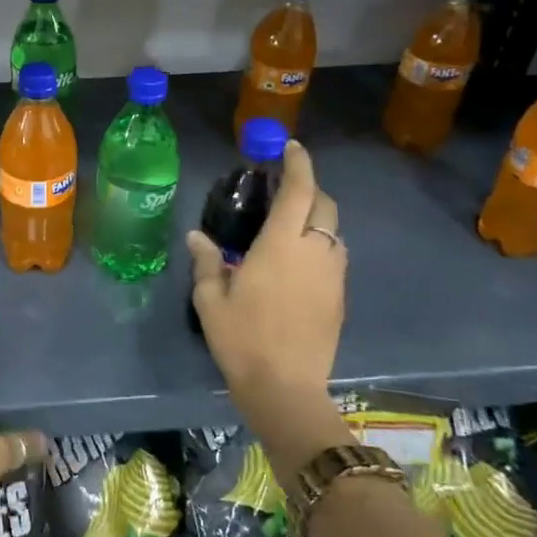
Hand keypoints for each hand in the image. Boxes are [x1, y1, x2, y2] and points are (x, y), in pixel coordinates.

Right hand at [188, 139, 347, 442]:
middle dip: (310, 190)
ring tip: (291, 229)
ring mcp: (333, 275)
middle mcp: (314, 252)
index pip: (299, 191)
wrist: (285, 388)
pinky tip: (299, 265)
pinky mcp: (340, 298)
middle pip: (324, 206)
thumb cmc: (242, 339)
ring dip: (317, 221)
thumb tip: (196, 236)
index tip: (292, 148)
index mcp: (282, 245)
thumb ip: (207, 263)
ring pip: (334, 233)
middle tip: (286, 192)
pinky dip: (321, 247)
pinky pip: (335, 258)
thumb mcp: (211, 300)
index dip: (298, 164)